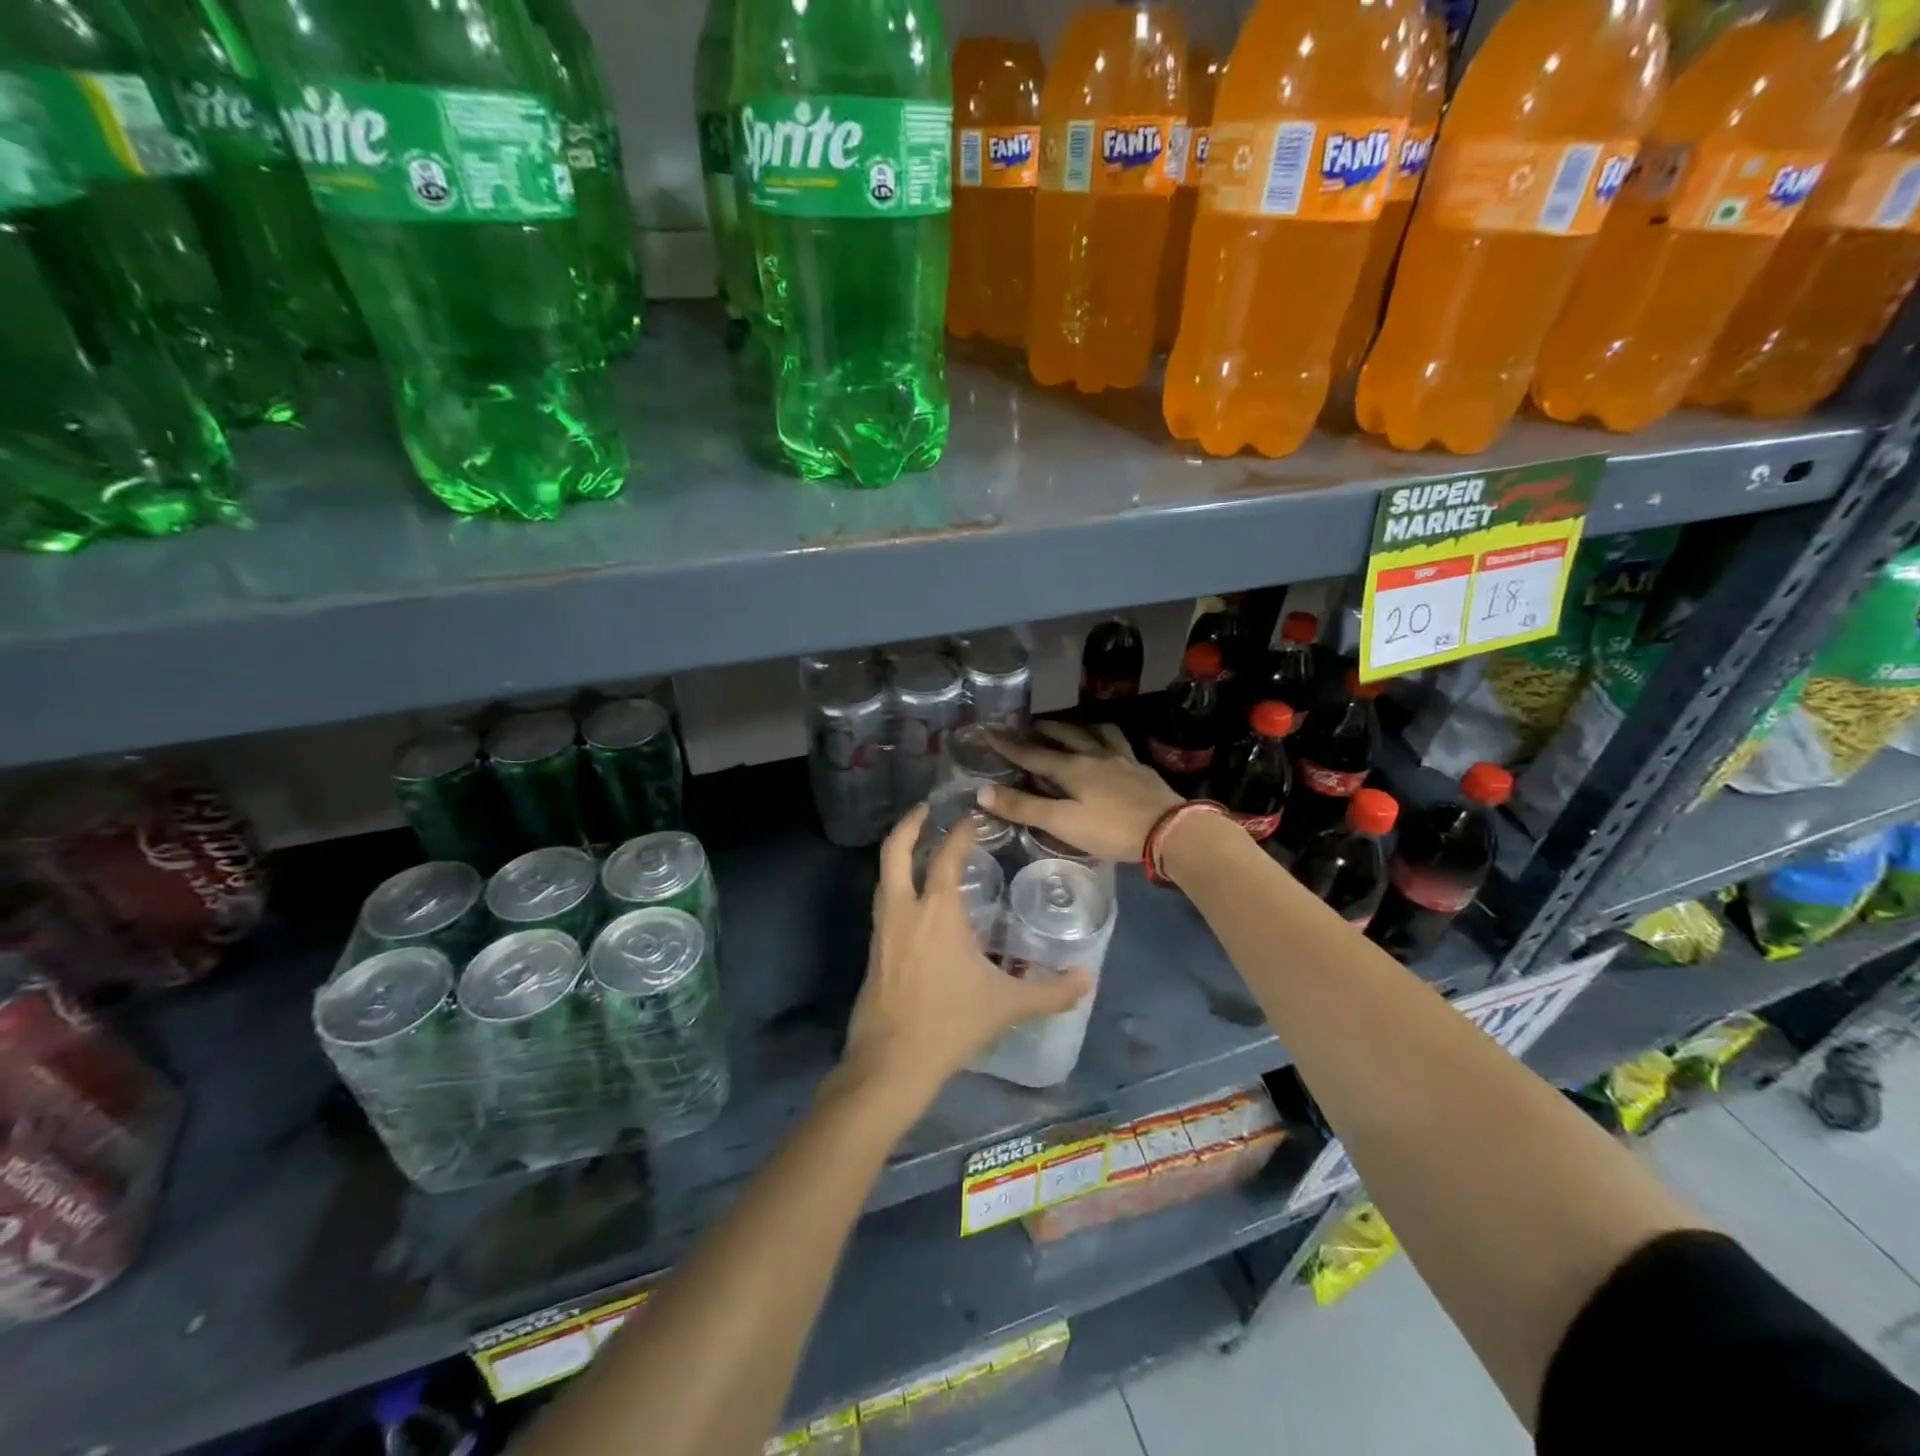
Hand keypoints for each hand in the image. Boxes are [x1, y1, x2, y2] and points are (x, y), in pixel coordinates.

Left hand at [840, 804, 1093, 1106]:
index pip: (946, 856)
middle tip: (925, 808)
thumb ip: (1051, 991)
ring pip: (884, 875)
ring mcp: (883, 928)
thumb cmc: (951, 1023)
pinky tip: (913, 899)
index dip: (959, 832)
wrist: (892, 1061)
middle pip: (895, 851)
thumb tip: (1089, 978)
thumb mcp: (1007, 1005)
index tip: (971, 817)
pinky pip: (884, 901)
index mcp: (937, 911)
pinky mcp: (873, 949)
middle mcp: (905, 909)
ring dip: (898, 853)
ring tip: (919, 846)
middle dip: (909, 824)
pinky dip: (895, 883)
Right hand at [981, 722, 1182, 862]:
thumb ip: (1024, 807)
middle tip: (1028, 725)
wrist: (1170, 830)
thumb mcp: (1062, 823)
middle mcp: (1093, 755)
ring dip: (1076, 727)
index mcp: (1071, 768)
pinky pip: (1119, 743)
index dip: (1008, 745)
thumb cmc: (1112, 830)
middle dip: (1042, 729)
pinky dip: (1106, 738)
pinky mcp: (1140, 768)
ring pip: (1094, 732)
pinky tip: (1109, 746)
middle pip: (1063, 735)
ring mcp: (1120, 759)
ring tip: (1069, 727)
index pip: (1032, 754)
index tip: (988, 731)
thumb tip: (982, 792)